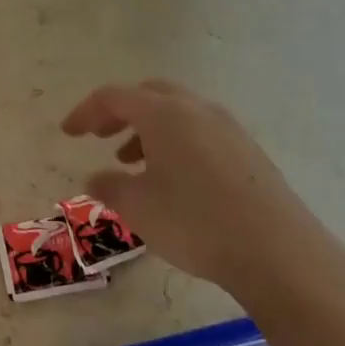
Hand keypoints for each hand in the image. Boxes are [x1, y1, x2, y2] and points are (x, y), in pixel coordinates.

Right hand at [61, 80, 344, 304]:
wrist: (277, 252)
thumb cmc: (194, 222)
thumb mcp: (137, 207)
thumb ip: (109, 186)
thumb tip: (96, 177)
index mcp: (165, 114)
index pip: (114, 97)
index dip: (85, 111)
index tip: (68, 133)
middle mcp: (197, 111)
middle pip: (150, 94)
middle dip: (119, 112)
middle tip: (99, 136)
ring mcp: (228, 129)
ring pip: (178, 113)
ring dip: (148, 129)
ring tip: (131, 162)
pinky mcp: (247, 153)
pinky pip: (200, 132)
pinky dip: (175, 142)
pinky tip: (171, 180)